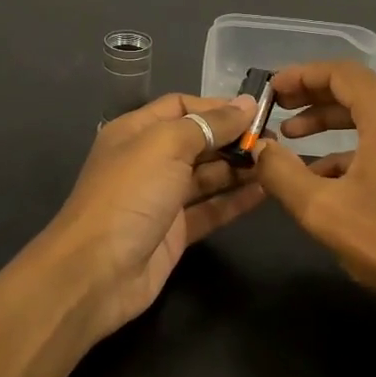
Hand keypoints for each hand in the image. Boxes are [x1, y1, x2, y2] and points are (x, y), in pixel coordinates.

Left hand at [36, 92, 263, 340]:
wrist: (97, 272)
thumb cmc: (129, 195)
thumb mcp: (165, 146)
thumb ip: (208, 124)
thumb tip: (245, 104)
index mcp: (136, 132)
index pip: (181, 106)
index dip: (217, 107)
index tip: (257, 112)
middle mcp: (148, 161)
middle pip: (198, 141)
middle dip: (233, 138)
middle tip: (275, 140)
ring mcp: (162, 199)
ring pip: (207, 176)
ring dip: (240, 168)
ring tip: (278, 163)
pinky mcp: (175, 232)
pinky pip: (211, 209)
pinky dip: (236, 200)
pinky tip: (266, 192)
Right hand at [251, 63, 375, 323]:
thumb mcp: (320, 209)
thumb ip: (281, 172)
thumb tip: (259, 148)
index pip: (342, 73)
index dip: (302, 75)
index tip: (270, 90)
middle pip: (357, 89)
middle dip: (312, 96)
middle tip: (276, 109)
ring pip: (369, 115)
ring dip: (329, 121)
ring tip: (291, 137)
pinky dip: (349, 146)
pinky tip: (320, 174)